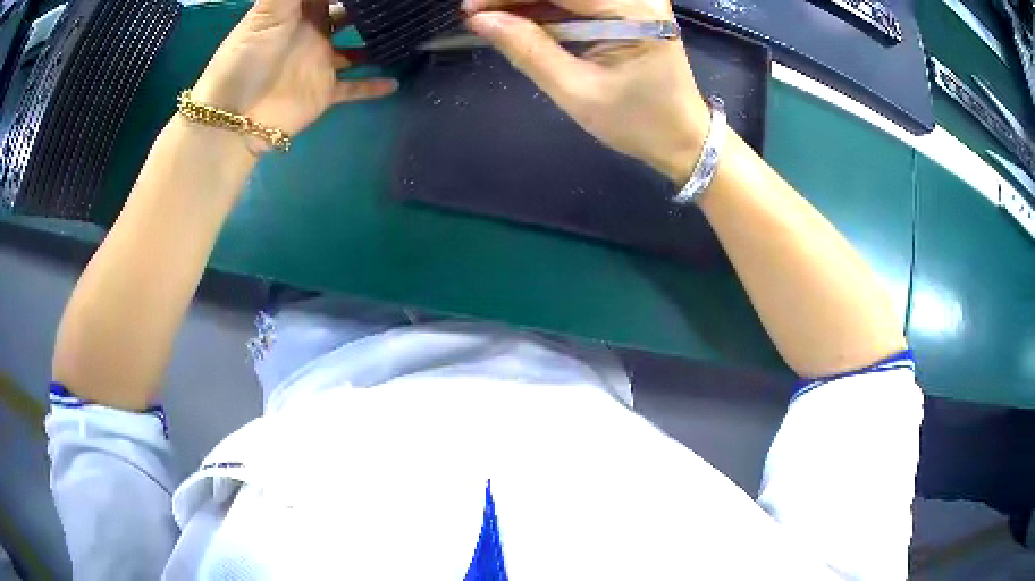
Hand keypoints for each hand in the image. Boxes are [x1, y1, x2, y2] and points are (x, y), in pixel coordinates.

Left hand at [192, 0, 396, 150]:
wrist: (232, 119)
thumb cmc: (246, 58)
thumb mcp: (268, 12)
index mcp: (299, 12)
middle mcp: (313, 33)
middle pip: (348, 14)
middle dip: (369, 8)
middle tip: (399, 4)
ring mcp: (320, 63)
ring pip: (357, 49)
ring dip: (378, 42)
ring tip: (408, 32)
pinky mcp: (324, 92)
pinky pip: (355, 88)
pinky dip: (373, 87)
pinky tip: (396, 81)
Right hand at [465, 0, 708, 184]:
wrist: (683, 137)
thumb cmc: (638, 122)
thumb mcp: (577, 91)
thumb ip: (529, 50)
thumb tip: (481, 21)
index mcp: (634, 11)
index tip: (470, 8)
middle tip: (477, 13)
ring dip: (528, 1)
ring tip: (491, 17)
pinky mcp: (630, 7)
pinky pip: (579, 1)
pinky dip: (547, 8)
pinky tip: (519, 18)